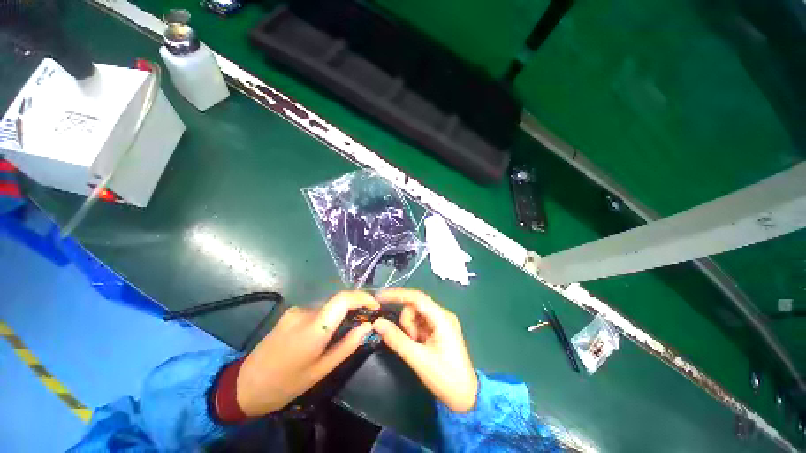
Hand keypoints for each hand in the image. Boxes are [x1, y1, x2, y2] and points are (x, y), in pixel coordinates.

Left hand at [236, 291, 378, 415]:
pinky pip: (317, 309)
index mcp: (313, 329)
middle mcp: (305, 312)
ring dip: (340, 313)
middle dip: (355, 306)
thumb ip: (347, 345)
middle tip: (364, 321)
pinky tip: (324, 333)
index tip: (375, 306)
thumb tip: (367, 326)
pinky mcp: (291, 312)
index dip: (363, 297)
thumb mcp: (321, 370)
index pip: (343, 299)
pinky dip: (328, 316)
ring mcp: (296, 310)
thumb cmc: (286, 384)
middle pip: (337, 301)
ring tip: (344, 331)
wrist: (245, 384)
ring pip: (328, 305)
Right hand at [372, 288, 477, 412]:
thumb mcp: (418, 359)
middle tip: (410, 341)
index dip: (397, 294)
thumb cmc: (445, 378)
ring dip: (410, 328)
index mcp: (441, 318)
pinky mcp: (439, 329)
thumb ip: (396, 339)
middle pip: (415, 306)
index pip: (416, 297)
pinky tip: (419, 345)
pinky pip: (420, 322)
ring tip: (417, 346)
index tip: (379, 297)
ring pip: (416, 314)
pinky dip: (414, 331)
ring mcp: (441, 321)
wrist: (465, 396)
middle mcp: (442, 314)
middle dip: (407, 321)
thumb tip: (377, 322)